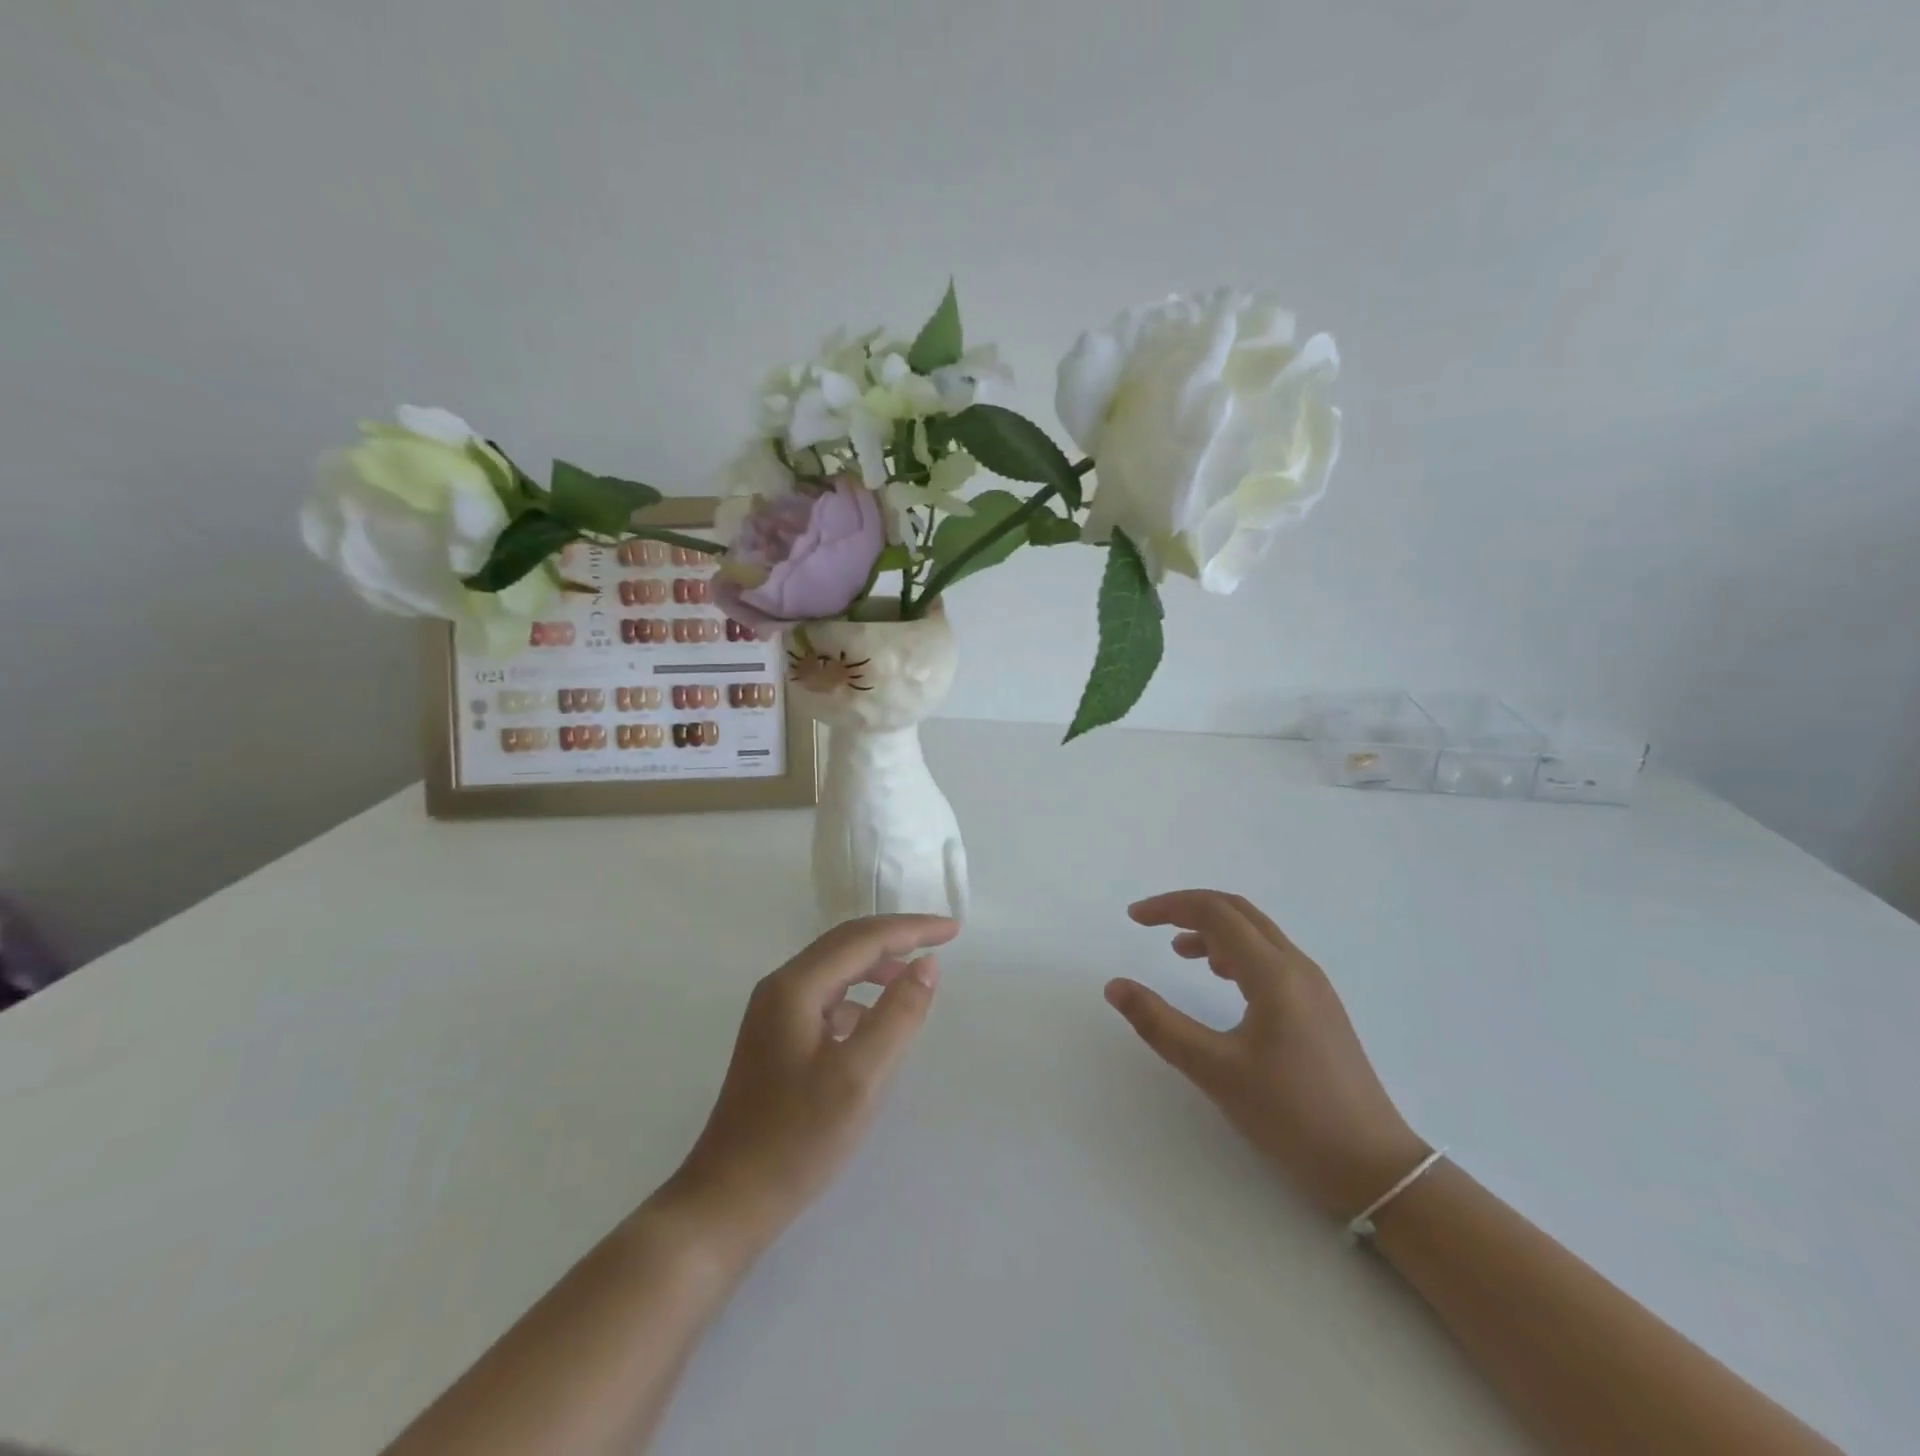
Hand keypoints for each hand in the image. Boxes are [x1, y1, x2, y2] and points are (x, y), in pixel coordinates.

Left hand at [658, 914, 957, 1253]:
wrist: (726, 1200)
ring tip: (915, 978)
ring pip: (836, 969)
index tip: (953, 930)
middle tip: (941, 940)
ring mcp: (774, 1014)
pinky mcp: (776, 1040)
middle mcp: (781, 988)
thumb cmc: (796, 1139)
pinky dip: (859, 995)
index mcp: (796, 987)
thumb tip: (927, 965)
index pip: (863, 939)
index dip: (911, 929)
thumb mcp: (859, 1077)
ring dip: (877, 965)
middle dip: (896, 937)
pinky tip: (874, 1021)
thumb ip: (898, 1016)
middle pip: (846, 943)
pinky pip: (827, 997)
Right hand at [1106, 889, 1427, 1219]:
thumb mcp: (1216, 1071)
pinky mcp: (1320, 1008)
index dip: (1170, 906)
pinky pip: (1271, 958)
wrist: (1374, 1168)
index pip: (1215, 912)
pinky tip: (1221, 979)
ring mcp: (1314, 987)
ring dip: (1213, 930)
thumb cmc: (1292, 1117)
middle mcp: (1297, 967)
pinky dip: (1236, 952)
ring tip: (1179, 952)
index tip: (1134, 918)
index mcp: (1274, 974)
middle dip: (1189, 909)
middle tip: (1150, 923)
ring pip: (1257, 934)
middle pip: (1238, 912)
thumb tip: (1115, 987)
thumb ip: (1161, 1025)